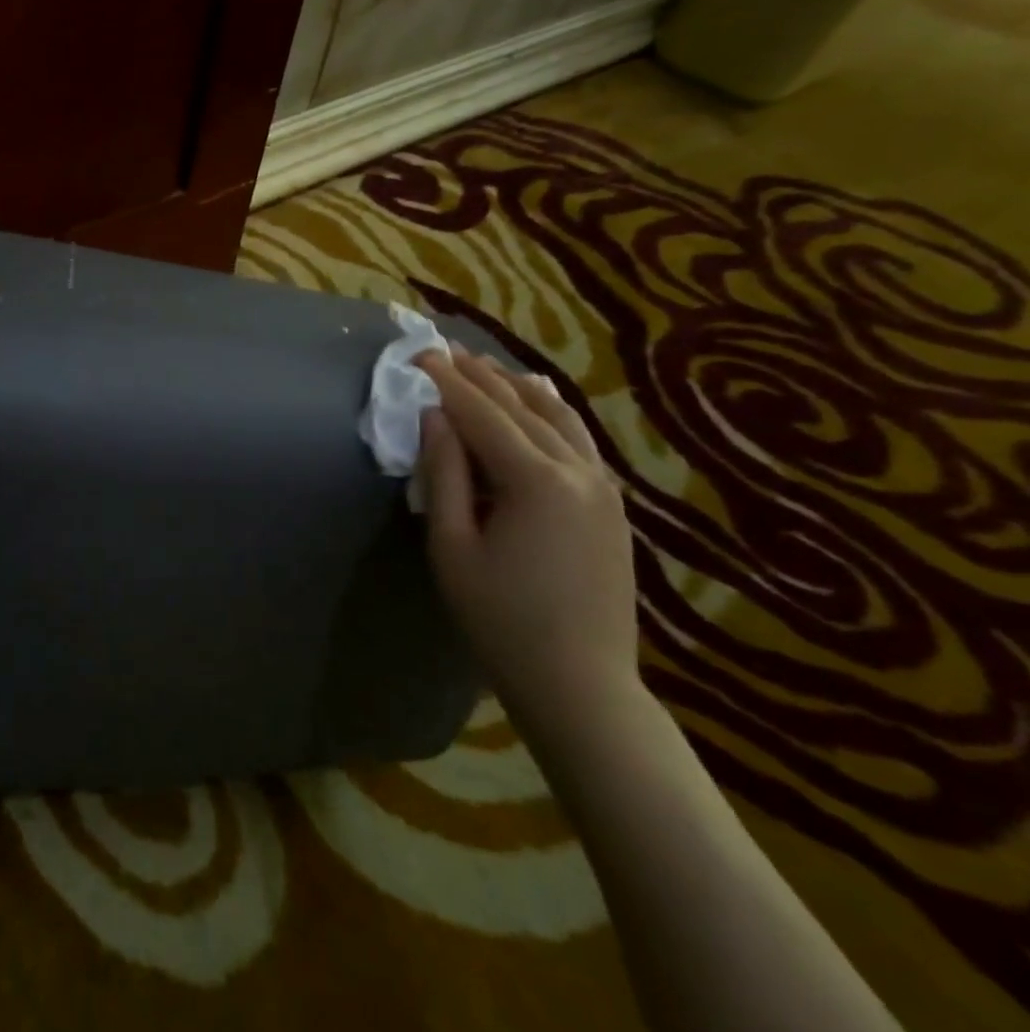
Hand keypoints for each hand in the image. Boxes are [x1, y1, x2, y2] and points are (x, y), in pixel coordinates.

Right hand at [418, 350, 640, 732]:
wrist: (579, 681)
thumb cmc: (499, 618)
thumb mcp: (452, 546)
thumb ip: (444, 474)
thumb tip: (434, 418)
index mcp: (536, 481)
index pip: (482, 414)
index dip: (447, 382)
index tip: (419, 354)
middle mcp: (578, 470)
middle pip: (522, 406)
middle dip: (480, 376)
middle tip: (444, 350)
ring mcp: (603, 486)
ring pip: (559, 416)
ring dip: (517, 387)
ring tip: (485, 366)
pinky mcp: (611, 504)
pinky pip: (578, 439)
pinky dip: (551, 412)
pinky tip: (538, 399)